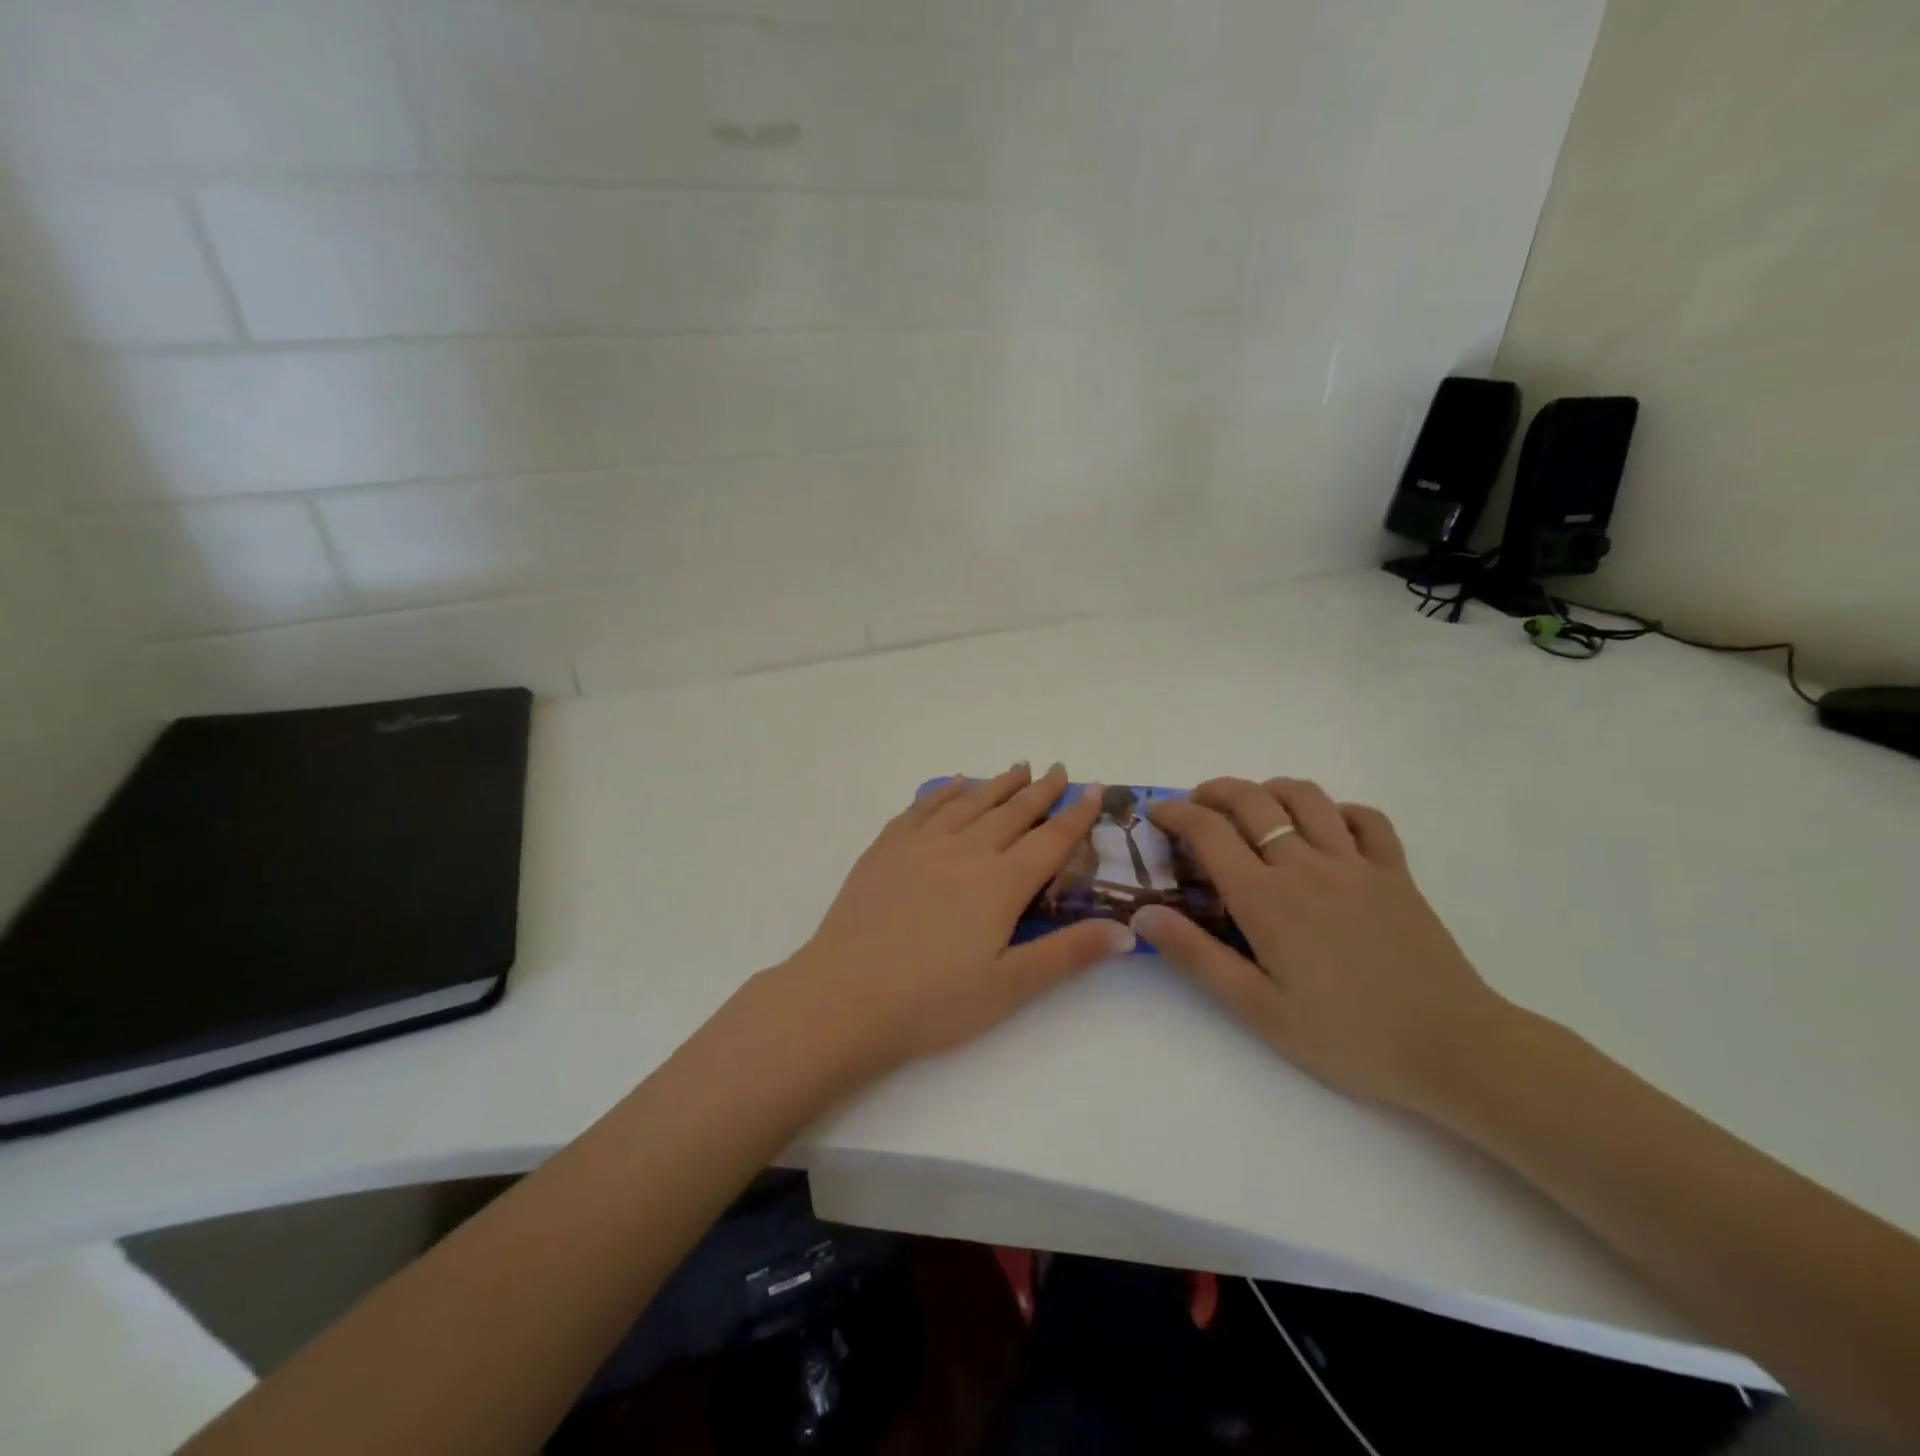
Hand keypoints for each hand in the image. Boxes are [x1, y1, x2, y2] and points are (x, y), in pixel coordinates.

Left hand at [774, 764, 1134, 1072]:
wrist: (845, 996)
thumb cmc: (933, 1001)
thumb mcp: (1010, 986)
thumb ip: (1068, 953)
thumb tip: (1127, 931)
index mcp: (1001, 882)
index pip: (1051, 839)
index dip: (1076, 815)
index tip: (1093, 790)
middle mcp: (966, 850)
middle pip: (1012, 811)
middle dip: (1040, 790)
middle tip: (1058, 770)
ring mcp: (922, 844)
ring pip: (970, 801)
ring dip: (998, 783)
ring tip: (1017, 769)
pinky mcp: (886, 848)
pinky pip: (923, 806)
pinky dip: (945, 791)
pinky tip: (954, 784)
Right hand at [1136, 777, 1511, 1113]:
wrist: (1453, 1049)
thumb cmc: (1346, 1035)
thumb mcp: (1257, 1008)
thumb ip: (1196, 956)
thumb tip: (1143, 914)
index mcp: (1267, 898)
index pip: (1209, 832)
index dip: (1176, 813)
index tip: (1156, 813)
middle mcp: (1307, 866)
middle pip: (1253, 801)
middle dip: (1215, 791)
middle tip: (1196, 804)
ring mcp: (1356, 864)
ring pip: (1307, 797)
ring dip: (1270, 790)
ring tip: (1254, 808)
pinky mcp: (1396, 873)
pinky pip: (1366, 819)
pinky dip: (1338, 811)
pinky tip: (1326, 828)